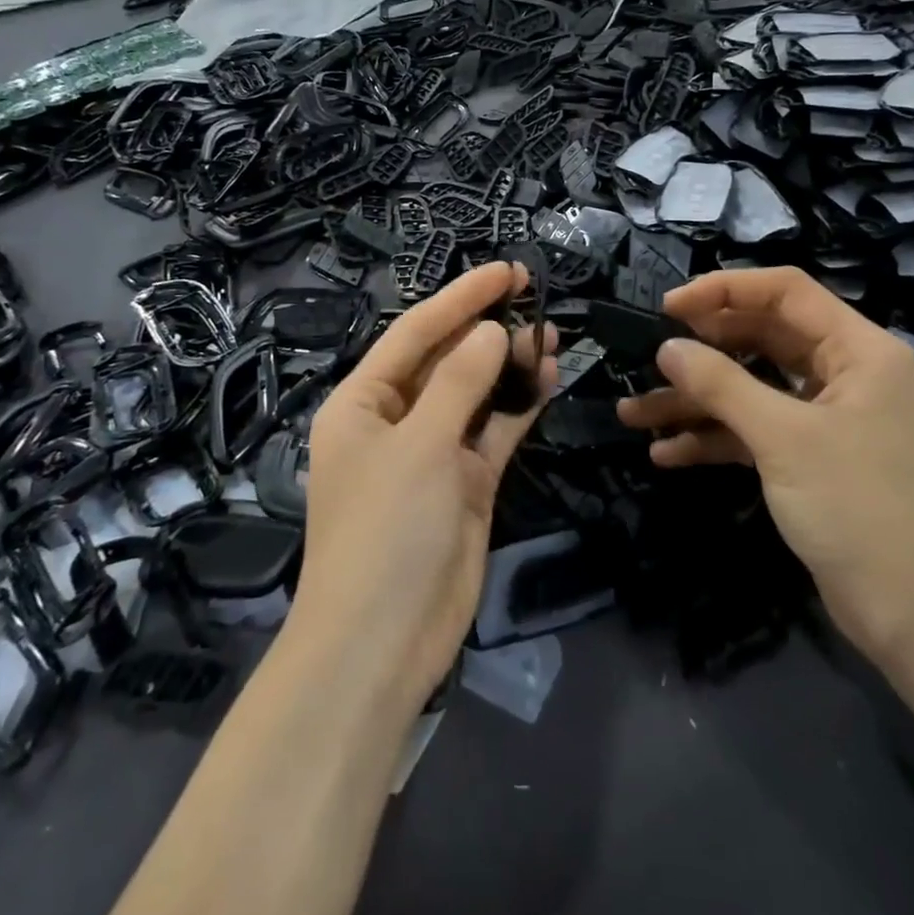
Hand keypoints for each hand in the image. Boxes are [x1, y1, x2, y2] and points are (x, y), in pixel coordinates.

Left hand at [296, 262, 557, 713]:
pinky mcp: (465, 483)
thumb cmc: (386, 529)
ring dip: (510, 364)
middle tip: (536, 293)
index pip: (416, 332)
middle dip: (488, 326)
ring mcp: (433, 452)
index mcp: (363, 401)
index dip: (461, 298)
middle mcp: (396, 420)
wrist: (383, 643)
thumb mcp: (420, 445)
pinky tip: (548, 377)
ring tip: (550, 332)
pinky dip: (519, 406)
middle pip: (447, 358)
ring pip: (476, 393)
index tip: (506, 272)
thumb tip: (493, 331)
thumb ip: (460, 383)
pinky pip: (494, 431)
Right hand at [616, 266, 913, 657]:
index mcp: (856, 350)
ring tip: (633, 412)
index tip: (668, 308)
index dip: (724, 290)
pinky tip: (666, 453)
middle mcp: (843, 374)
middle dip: (702, 349)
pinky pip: (753, 432)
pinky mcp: (809, 460)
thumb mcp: (784, 438)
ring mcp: (825, 419)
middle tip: (648, 355)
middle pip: (762, 338)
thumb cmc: (860, 508)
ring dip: (695, 400)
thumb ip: (722, 385)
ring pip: (751, 389)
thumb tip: (668, 349)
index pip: (785, 292)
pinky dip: (714, 438)